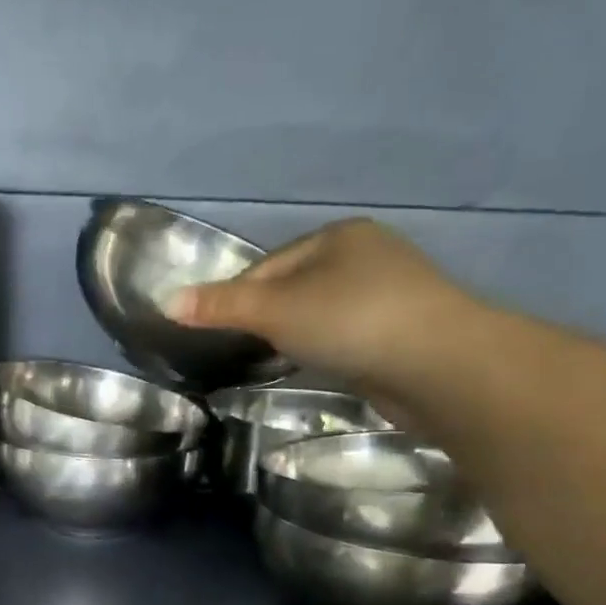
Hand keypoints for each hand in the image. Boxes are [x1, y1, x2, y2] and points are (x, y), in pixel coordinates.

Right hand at [165, 217, 481, 391]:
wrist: (438, 365)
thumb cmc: (351, 321)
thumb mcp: (276, 310)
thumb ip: (222, 307)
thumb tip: (166, 303)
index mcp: (337, 236)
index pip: (268, 266)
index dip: (236, 297)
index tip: (213, 333)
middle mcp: (366, 255)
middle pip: (294, 288)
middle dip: (266, 319)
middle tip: (240, 353)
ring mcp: (388, 294)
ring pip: (320, 314)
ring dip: (295, 336)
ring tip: (273, 363)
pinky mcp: (400, 332)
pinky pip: (345, 336)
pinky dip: (324, 350)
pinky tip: (317, 368)